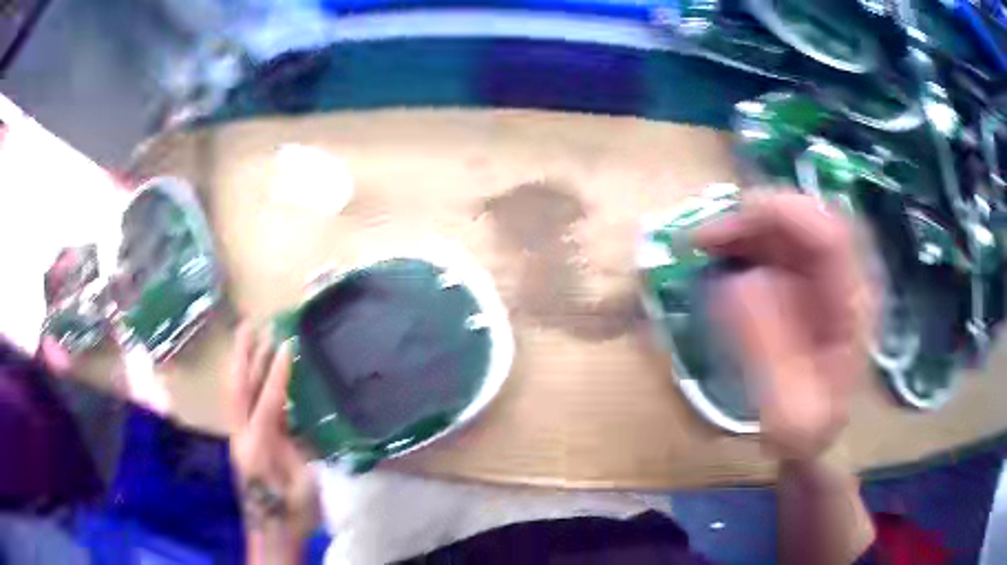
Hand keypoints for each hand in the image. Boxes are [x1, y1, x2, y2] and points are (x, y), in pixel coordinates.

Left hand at [227, 323, 316, 562]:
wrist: (271, 530)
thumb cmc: (293, 511)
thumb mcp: (305, 481)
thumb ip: (300, 446)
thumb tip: (300, 419)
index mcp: (261, 445)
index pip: (268, 400)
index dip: (278, 372)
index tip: (286, 344)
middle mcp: (243, 435)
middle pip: (240, 387)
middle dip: (245, 354)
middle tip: (252, 324)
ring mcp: (238, 437)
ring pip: (236, 392)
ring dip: (242, 363)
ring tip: (248, 336)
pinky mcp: (241, 441)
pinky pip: (241, 403)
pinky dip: (246, 382)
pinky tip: (252, 372)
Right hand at [695, 192, 874, 460]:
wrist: (816, 433)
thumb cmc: (808, 429)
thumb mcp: (789, 412)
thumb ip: (769, 356)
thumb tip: (734, 282)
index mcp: (852, 306)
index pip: (827, 234)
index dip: (778, 218)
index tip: (722, 232)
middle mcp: (842, 278)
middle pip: (804, 219)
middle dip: (752, 219)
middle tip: (702, 240)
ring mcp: (822, 276)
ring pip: (787, 227)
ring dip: (743, 228)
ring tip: (702, 247)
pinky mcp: (803, 280)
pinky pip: (775, 245)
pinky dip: (744, 243)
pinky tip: (720, 258)